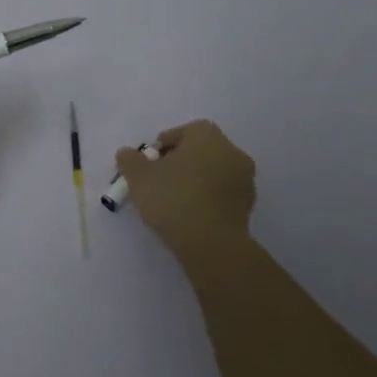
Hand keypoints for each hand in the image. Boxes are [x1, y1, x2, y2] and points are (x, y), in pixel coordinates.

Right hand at [115, 120, 257, 269]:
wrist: (212, 244)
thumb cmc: (174, 199)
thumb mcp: (138, 176)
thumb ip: (129, 160)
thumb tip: (128, 154)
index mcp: (208, 136)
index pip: (183, 131)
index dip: (163, 145)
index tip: (149, 163)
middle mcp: (232, 152)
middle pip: (201, 150)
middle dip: (180, 162)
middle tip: (159, 180)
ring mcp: (245, 180)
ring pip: (213, 172)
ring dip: (195, 180)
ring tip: (173, 200)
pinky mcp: (248, 206)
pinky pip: (222, 194)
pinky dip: (207, 198)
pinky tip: (190, 214)